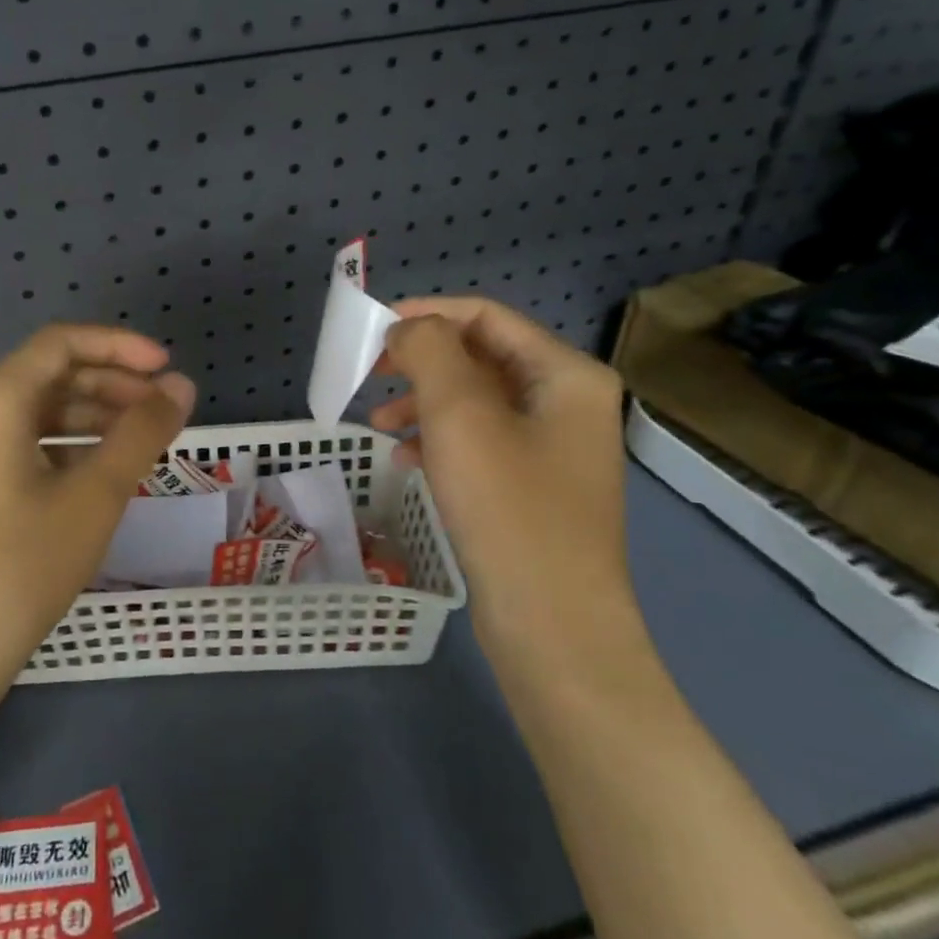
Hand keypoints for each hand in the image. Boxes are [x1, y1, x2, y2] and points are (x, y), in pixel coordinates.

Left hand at [0, 325, 194, 724]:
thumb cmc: (17, 571)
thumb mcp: (93, 498)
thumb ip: (142, 434)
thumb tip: (182, 386)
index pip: (61, 343)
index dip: (120, 346)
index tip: (167, 369)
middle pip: (46, 377)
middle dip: (110, 384)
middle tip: (162, 410)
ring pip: (32, 415)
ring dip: (88, 418)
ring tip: (139, 443)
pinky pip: (16, 448)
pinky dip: (61, 449)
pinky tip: (95, 476)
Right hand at [371, 298, 639, 665]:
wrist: (553, 625)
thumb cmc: (508, 508)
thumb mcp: (460, 416)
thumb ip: (430, 352)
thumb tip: (410, 327)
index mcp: (566, 374)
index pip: (486, 317)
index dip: (427, 313)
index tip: (373, 329)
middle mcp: (568, 402)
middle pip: (481, 357)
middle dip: (421, 362)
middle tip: (370, 374)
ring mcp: (554, 447)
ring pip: (476, 402)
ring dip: (424, 402)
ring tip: (376, 422)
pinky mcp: (535, 486)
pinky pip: (480, 442)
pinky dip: (440, 440)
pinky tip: (405, 458)